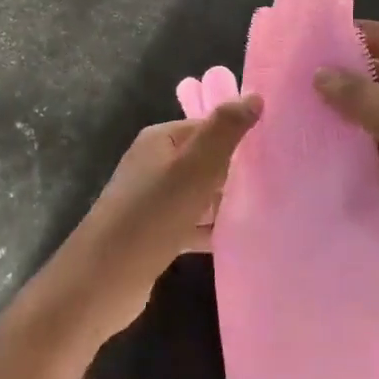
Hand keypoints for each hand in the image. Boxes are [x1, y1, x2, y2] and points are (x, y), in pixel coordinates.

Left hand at [50, 96, 261, 339]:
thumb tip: (255, 96)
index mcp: (160, 140)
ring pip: (200, 194)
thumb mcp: (194, 168)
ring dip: (226, 202)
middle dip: (236, 171)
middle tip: (276, 181)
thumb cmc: (151, 216)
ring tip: (267, 209)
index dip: (239, 136)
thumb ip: (225, 131)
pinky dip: (212, 229)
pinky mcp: (156, 234)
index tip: (274, 150)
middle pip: (205, 160)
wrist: (101, 282)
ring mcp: (153, 201)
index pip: (208, 126)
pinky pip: (192, 224)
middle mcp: (154, 164)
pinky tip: (239, 238)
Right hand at [315, 22, 378, 305]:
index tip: (315, 45)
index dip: (361, 38)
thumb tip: (319, 74)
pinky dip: (352, 165)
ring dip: (344, 127)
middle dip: (344, 85)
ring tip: (296, 124)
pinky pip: (376, 166)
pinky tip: (316, 165)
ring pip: (375, 127)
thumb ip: (364, 98)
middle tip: (292, 87)